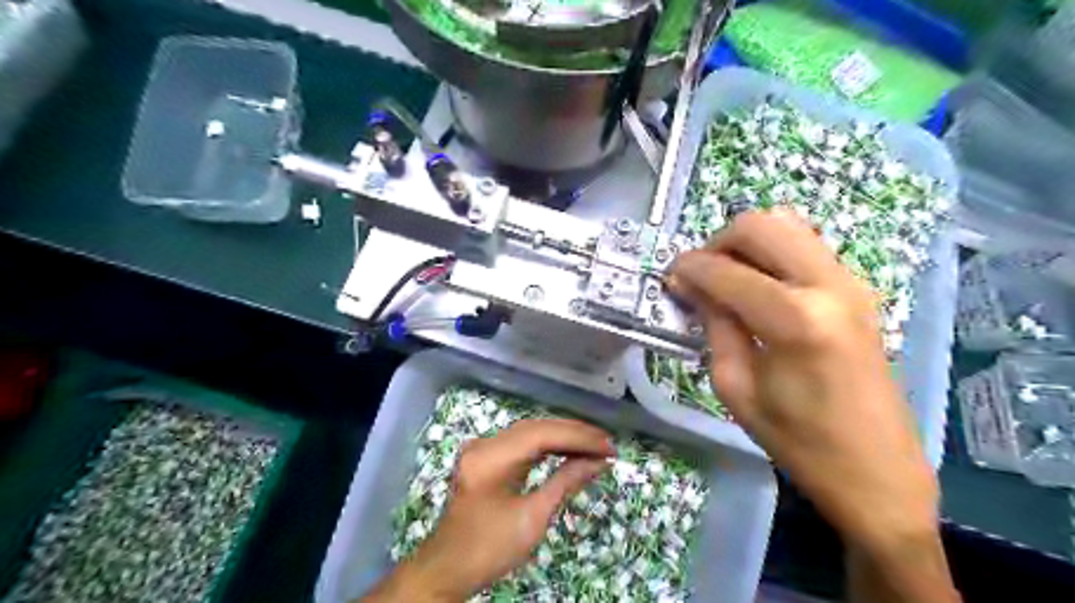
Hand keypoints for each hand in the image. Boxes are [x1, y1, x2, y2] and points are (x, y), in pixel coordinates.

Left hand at [362, 419, 607, 602]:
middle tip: (606, 443)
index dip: (578, 437)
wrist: (448, 568)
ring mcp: (483, 448)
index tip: (608, 446)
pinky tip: (568, 450)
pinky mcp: (485, 456)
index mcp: (491, 458)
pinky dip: (547, 445)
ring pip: (530, 432)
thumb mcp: (533, 518)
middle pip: (536, 427)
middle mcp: (484, 444)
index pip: (542, 435)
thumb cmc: (490, 548)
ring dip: (562, 437)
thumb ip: (565, 482)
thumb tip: (598, 462)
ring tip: (594, 445)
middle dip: (574, 434)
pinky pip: (521, 442)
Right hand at [669, 210, 937, 553]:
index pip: (726, 271)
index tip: (670, 278)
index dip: (690, 268)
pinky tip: (758, 287)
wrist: (877, 469)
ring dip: (746, 243)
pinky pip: (804, 246)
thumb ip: (714, 325)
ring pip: (786, 225)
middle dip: (718, 243)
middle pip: (760, 225)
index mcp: (795, 319)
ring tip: (727, 279)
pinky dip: (771, 253)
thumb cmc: (798, 441)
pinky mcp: (858, 288)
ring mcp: (850, 281)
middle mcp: (828, 285)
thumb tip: (692, 285)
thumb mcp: (736, 387)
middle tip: (700, 276)